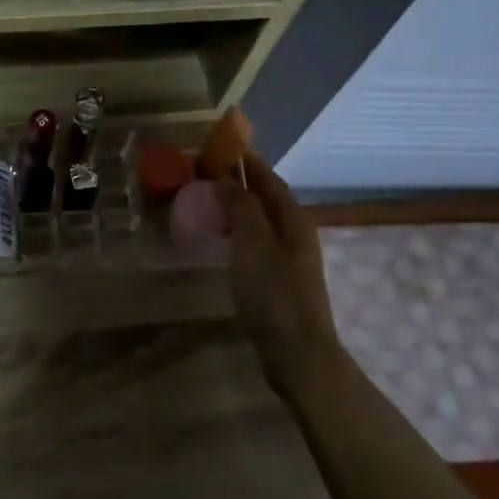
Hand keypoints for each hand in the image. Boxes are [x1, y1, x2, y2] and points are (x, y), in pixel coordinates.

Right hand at [215, 152, 340, 366]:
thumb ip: (241, 206)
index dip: (245, 161)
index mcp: (293, 219)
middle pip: (265, 197)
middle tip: (202, 173)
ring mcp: (288, 258)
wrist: (296, 351)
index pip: (268, 178)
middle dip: (238, 181)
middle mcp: (294, 233)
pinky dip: (235, 230)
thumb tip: (227, 177)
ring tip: (204, 200)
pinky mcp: (277, 279)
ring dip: (235, 206)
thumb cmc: (273, 293)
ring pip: (259, 220)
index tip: (217, 146)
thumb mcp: (253, 243)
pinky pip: (254, 242)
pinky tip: (218, 239)